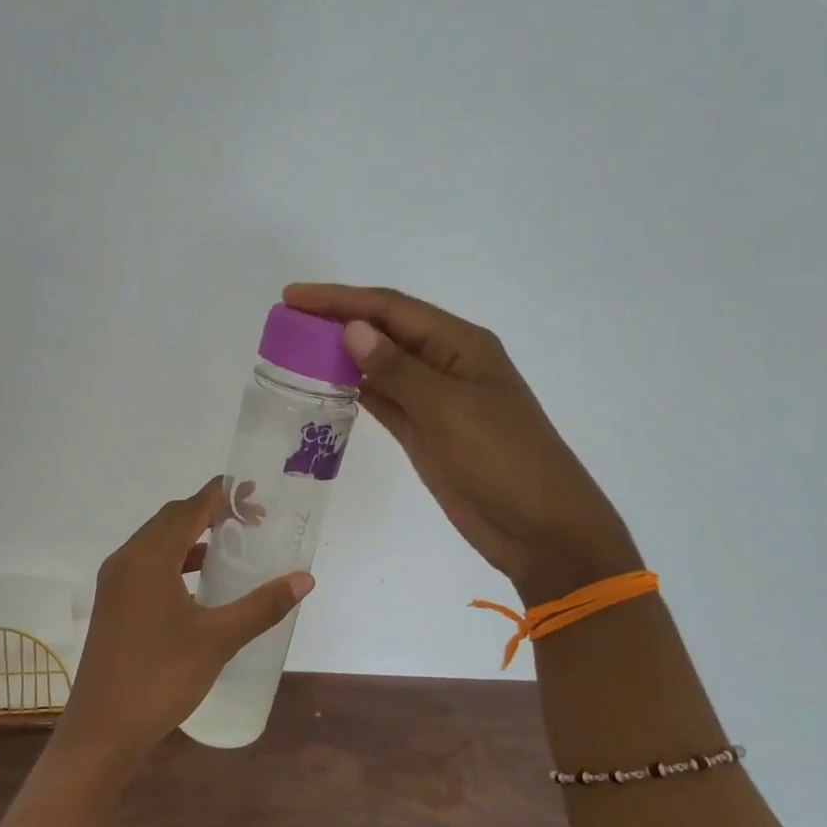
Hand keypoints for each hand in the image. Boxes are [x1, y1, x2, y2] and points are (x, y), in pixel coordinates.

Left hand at [54, 479, 314, 768]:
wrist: (103, 729)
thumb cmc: (161, 677)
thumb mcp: (218, 639)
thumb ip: (262, 605)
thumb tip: (304, 579)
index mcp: (148, 558)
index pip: (188, 509)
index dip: (221, 495)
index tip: (254, 492)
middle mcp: (126, 560)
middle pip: (170, 520)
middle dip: (209, 513)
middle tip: (251, 519)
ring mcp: (114, 583)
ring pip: (156, 544)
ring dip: (192, 538)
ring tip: (231, 547)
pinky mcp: (113, 604)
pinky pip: (147, 566)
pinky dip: (176, 563)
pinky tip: (201, 584)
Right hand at [284, 283, 640, 607]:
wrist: (540, 530)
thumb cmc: (503, 461)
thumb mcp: (450, 410)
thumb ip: (398, 370)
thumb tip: (352, 329)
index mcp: (460, 344)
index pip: (391, 309)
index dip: (340, 299)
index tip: (293, 297)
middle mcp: (445, 364)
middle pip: (383, 331)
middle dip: (336, 321)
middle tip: (285, 323)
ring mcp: (434, 401)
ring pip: (379, 366)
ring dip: (340, 356)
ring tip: (294, 351)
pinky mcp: (424, 433)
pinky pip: (383, 401)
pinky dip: (354, 391)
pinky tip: (324, 387)